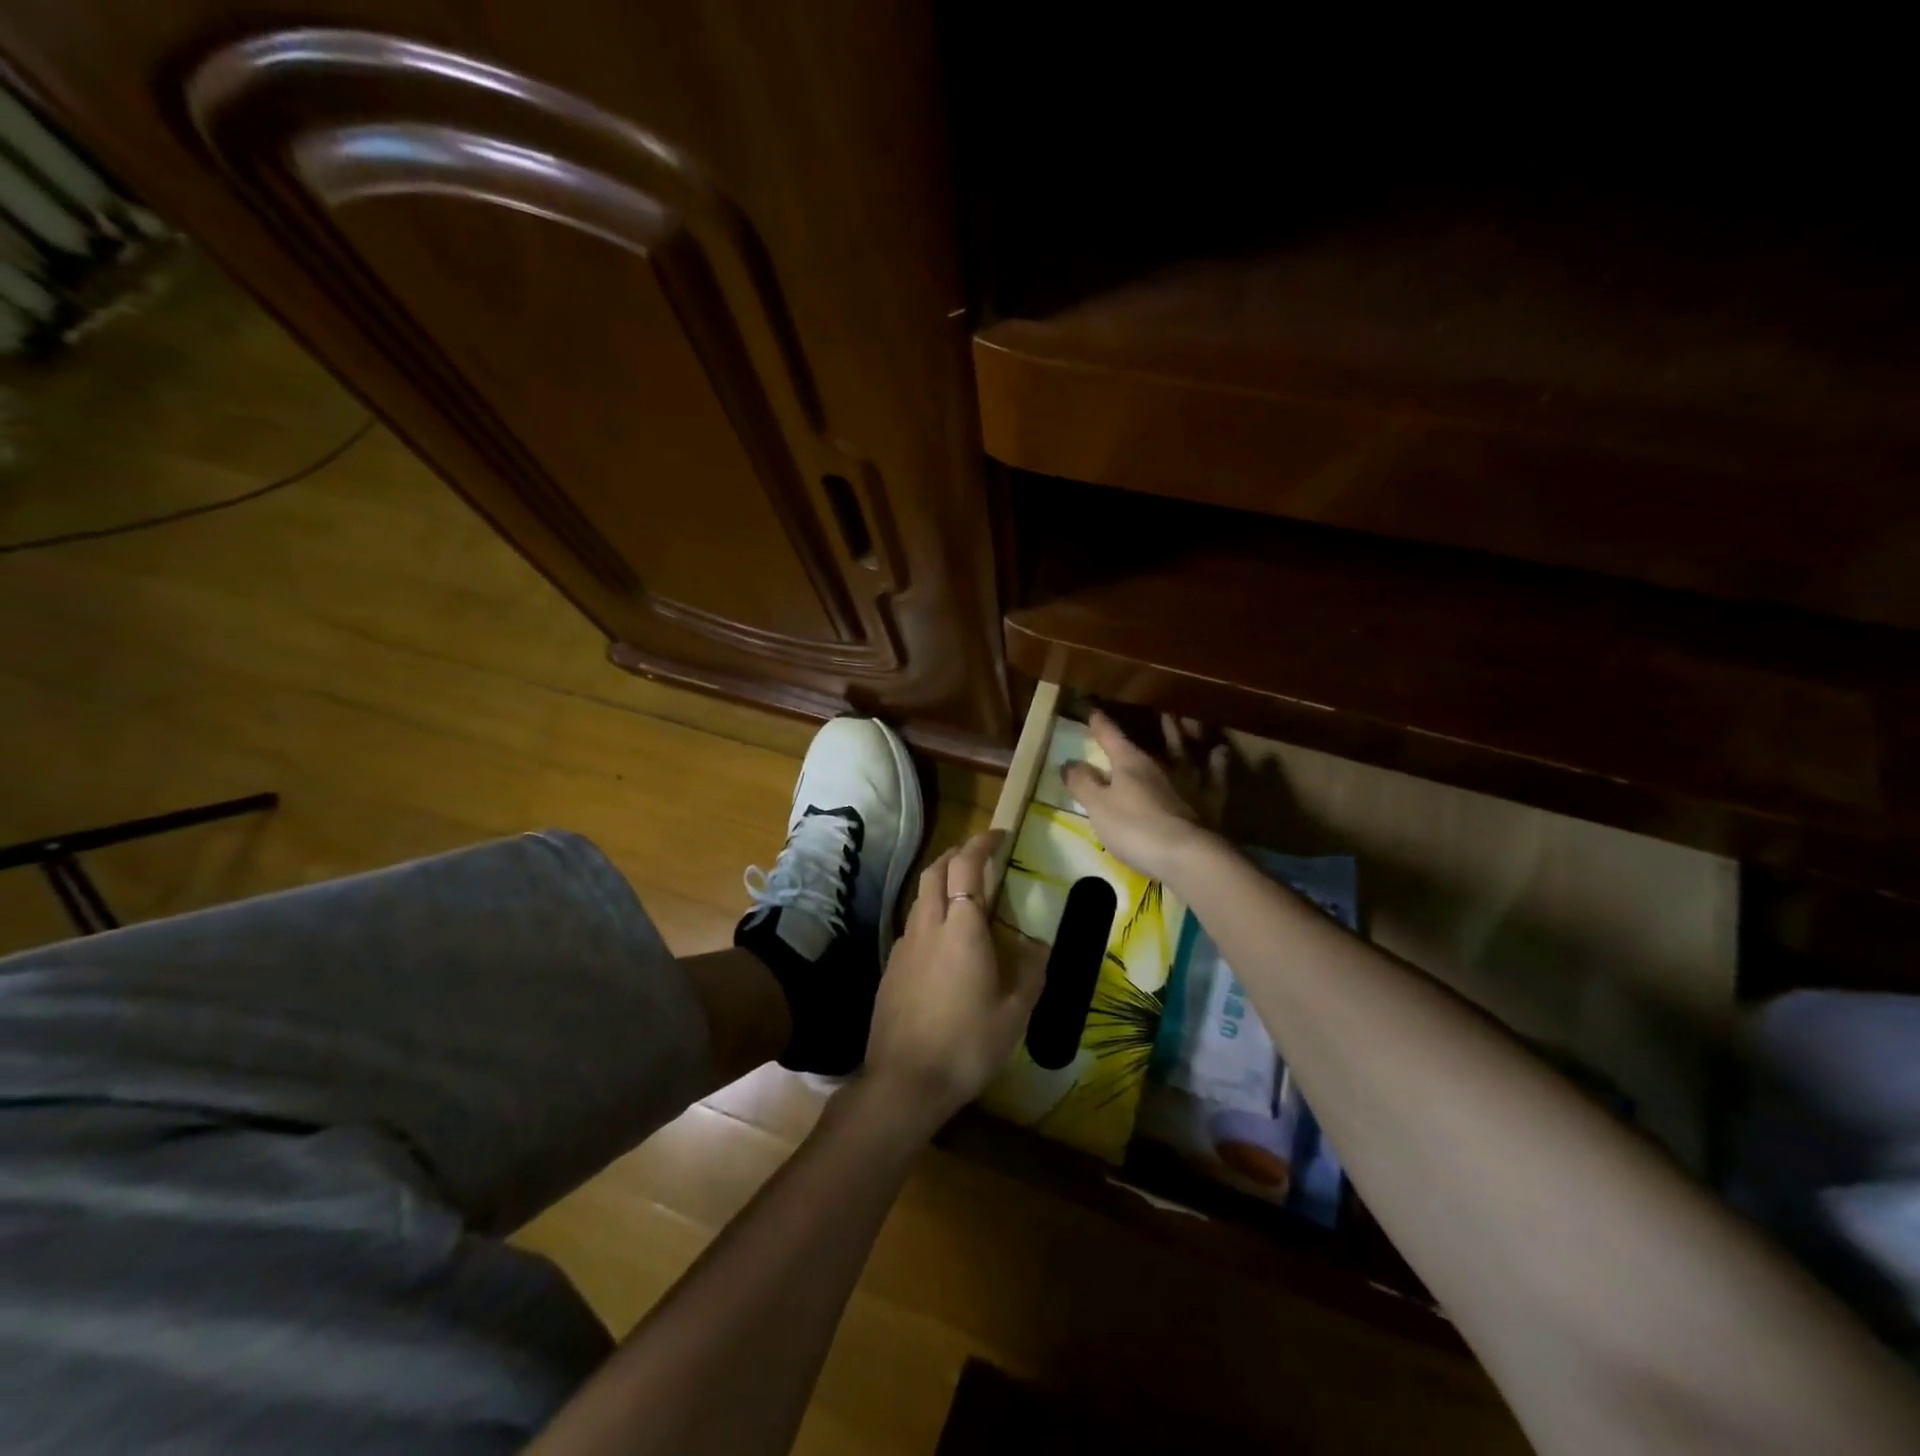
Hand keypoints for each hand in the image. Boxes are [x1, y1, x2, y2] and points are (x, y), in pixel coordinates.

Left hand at [864, 830, 1044, 1125]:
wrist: (904, 1081)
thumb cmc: (967, 1046)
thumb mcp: (1014, 1014)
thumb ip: (1030, 973)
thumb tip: (1038, 945)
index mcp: (961, 929)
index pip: (966, 867)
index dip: (981, 844)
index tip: (998, 835)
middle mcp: (928, 926)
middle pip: (935, 871)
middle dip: (956, 854)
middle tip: (979, 856)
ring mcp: (904, 945)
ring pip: (920, 896)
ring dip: (940, 881)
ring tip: (963, 893)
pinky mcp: (891, 967)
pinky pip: (912, 924)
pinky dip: (929, 912)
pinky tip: (942, 939)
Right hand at [1062, 711, 1227, 882]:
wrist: (1188, 856)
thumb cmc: (1136, 829)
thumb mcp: (1098, 807)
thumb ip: (1083, 784)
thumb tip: (1069, 763)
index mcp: (1131, 763)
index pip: (1111, 737)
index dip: (1100, 725)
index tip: (1093, 711)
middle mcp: (1162, 764)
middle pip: (1156, 740)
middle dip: (1152, 725)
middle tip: (1156, 711)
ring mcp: (1190, 781)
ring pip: (1187, 750)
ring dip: (1186, 734)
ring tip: (1187, 720)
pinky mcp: (1211, 802)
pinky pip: (1217, 774)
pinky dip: (1218, 761)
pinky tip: (1219, 752)